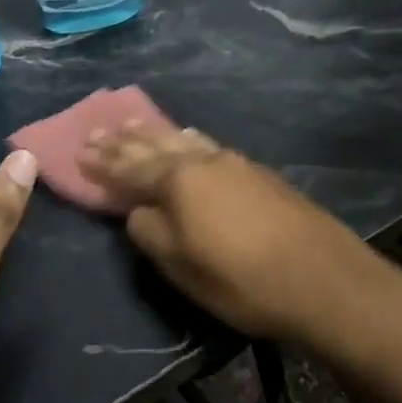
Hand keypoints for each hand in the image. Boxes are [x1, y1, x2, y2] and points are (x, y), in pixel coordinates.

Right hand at [80, 121, 393, 348]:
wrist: (322, 277)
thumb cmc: (241, 279)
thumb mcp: (181, 266)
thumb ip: (150, 232)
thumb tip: (137, 210)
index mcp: (178, 182)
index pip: (129, 167)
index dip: (103, 163)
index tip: (79, 150)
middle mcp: (203, 161)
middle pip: (155, 144)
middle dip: (124, 140)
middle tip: (99, 129)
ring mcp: (234, 162)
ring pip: (183, 139)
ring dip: (155, 133)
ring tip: (134, 123)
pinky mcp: (258, 172)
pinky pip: (208, 145)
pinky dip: (187, 139)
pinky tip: (189, 137)